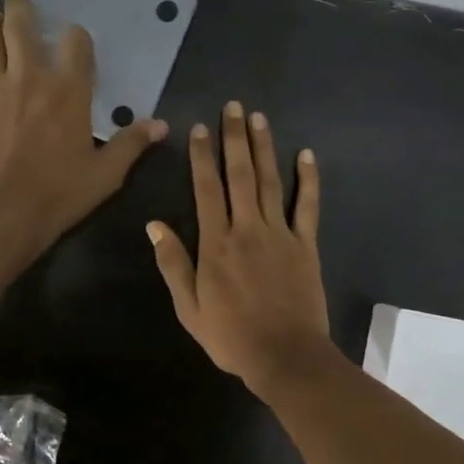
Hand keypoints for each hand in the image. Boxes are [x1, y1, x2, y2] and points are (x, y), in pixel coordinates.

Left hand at [0, 0, 167, 262]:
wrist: (3, 213)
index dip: (77, 37)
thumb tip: (160, 125)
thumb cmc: (60, 193)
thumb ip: (131, 144)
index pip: (75, 45)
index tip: (76, 37)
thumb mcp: (106, 173)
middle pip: (21, 30)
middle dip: (20, 8)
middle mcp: (29, 79)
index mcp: (68, 91)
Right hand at [147, 101, 334, 399]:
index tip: (199, 128)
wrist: (285, 356)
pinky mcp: (305, 245)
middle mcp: (248, 229)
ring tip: (259, 118)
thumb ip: (173, 264)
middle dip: (235, 138)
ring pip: (271, 182)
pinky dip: (308, 180)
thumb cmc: (231, 336)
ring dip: (264, 148)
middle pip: (240, 175)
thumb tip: (155, 225)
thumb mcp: (189, 307)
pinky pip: (307, 206)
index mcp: (216, 244)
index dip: (202, 156)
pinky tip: (306, 155)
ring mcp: (280, 234)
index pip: (207, 189)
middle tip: (233, 107)